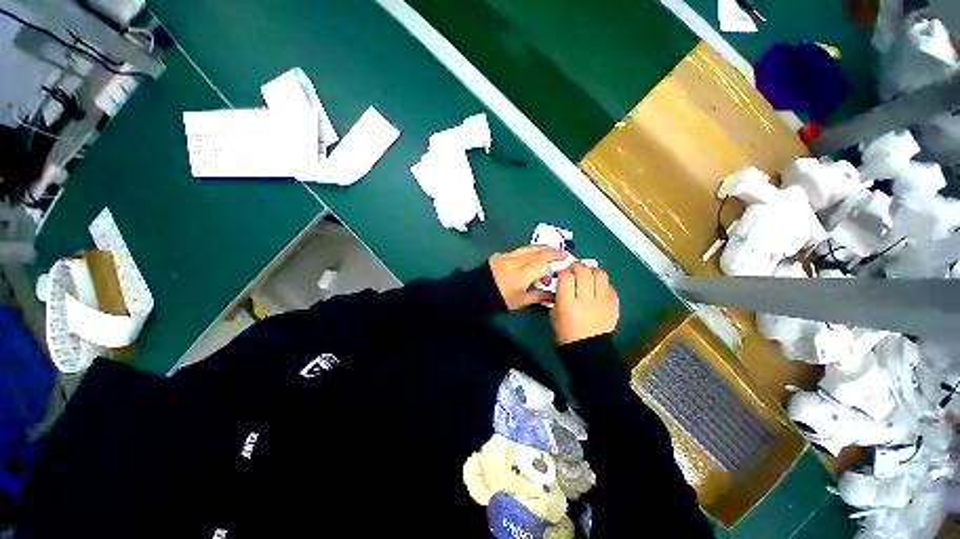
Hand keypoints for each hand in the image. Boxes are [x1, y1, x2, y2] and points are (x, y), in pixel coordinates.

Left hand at [489, 246, 566, 310]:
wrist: (477, 291)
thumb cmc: (500, 299)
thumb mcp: (520, 301)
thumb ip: (538, 296)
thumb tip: (554, 296)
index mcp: (520, 276)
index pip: (541, 267)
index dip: (550, 271)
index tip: (550, 279)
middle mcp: (515, 263)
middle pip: (537, 254)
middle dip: (552, 252)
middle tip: (564, 253)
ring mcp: (507, 256)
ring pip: (528, 248)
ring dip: (542, 247)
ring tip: (552, 248)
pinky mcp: (501, 254)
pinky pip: (519, 250)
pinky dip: (529, 249)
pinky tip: (535, 251)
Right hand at [551, 263, 618, 344]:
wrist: (589, 351)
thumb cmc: (566, 335)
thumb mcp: (554, 315)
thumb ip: (558, 296)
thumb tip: (563, 281)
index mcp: (567, 305)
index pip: (566, 277)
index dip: (563, 271)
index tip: (562, 273)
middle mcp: (586, 301)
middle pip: (583, 272)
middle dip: (577, 266)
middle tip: (574, 269)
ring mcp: (602, 303)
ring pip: (600, 274)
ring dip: (591, 270)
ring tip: (587, 274)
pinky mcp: (614, 306)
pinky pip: (610, 286)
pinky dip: (602, 283)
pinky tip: (596, 287)